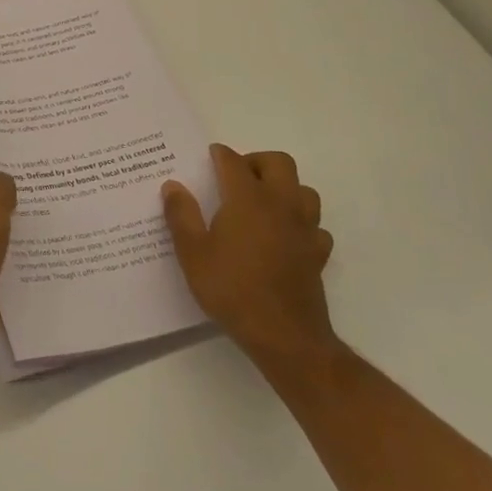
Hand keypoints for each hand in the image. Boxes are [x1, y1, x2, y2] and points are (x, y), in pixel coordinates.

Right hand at [162, 145, 335, 368]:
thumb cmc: (231, 289)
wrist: (284, 335)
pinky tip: (283, 236)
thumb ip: (181, 215)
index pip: (234, 162)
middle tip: (235, 177)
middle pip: (278, 163)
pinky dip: (300, 222)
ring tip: (260, 203)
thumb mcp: (192, 253)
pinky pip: (314, 225)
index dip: (219, 155)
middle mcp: (281, 204)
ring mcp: (304, 228)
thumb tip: (173, 185)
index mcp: (248, 199)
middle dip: (256, 162)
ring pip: (303, 190)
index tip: (208, 156)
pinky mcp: (318, 253)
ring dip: (283, 188)